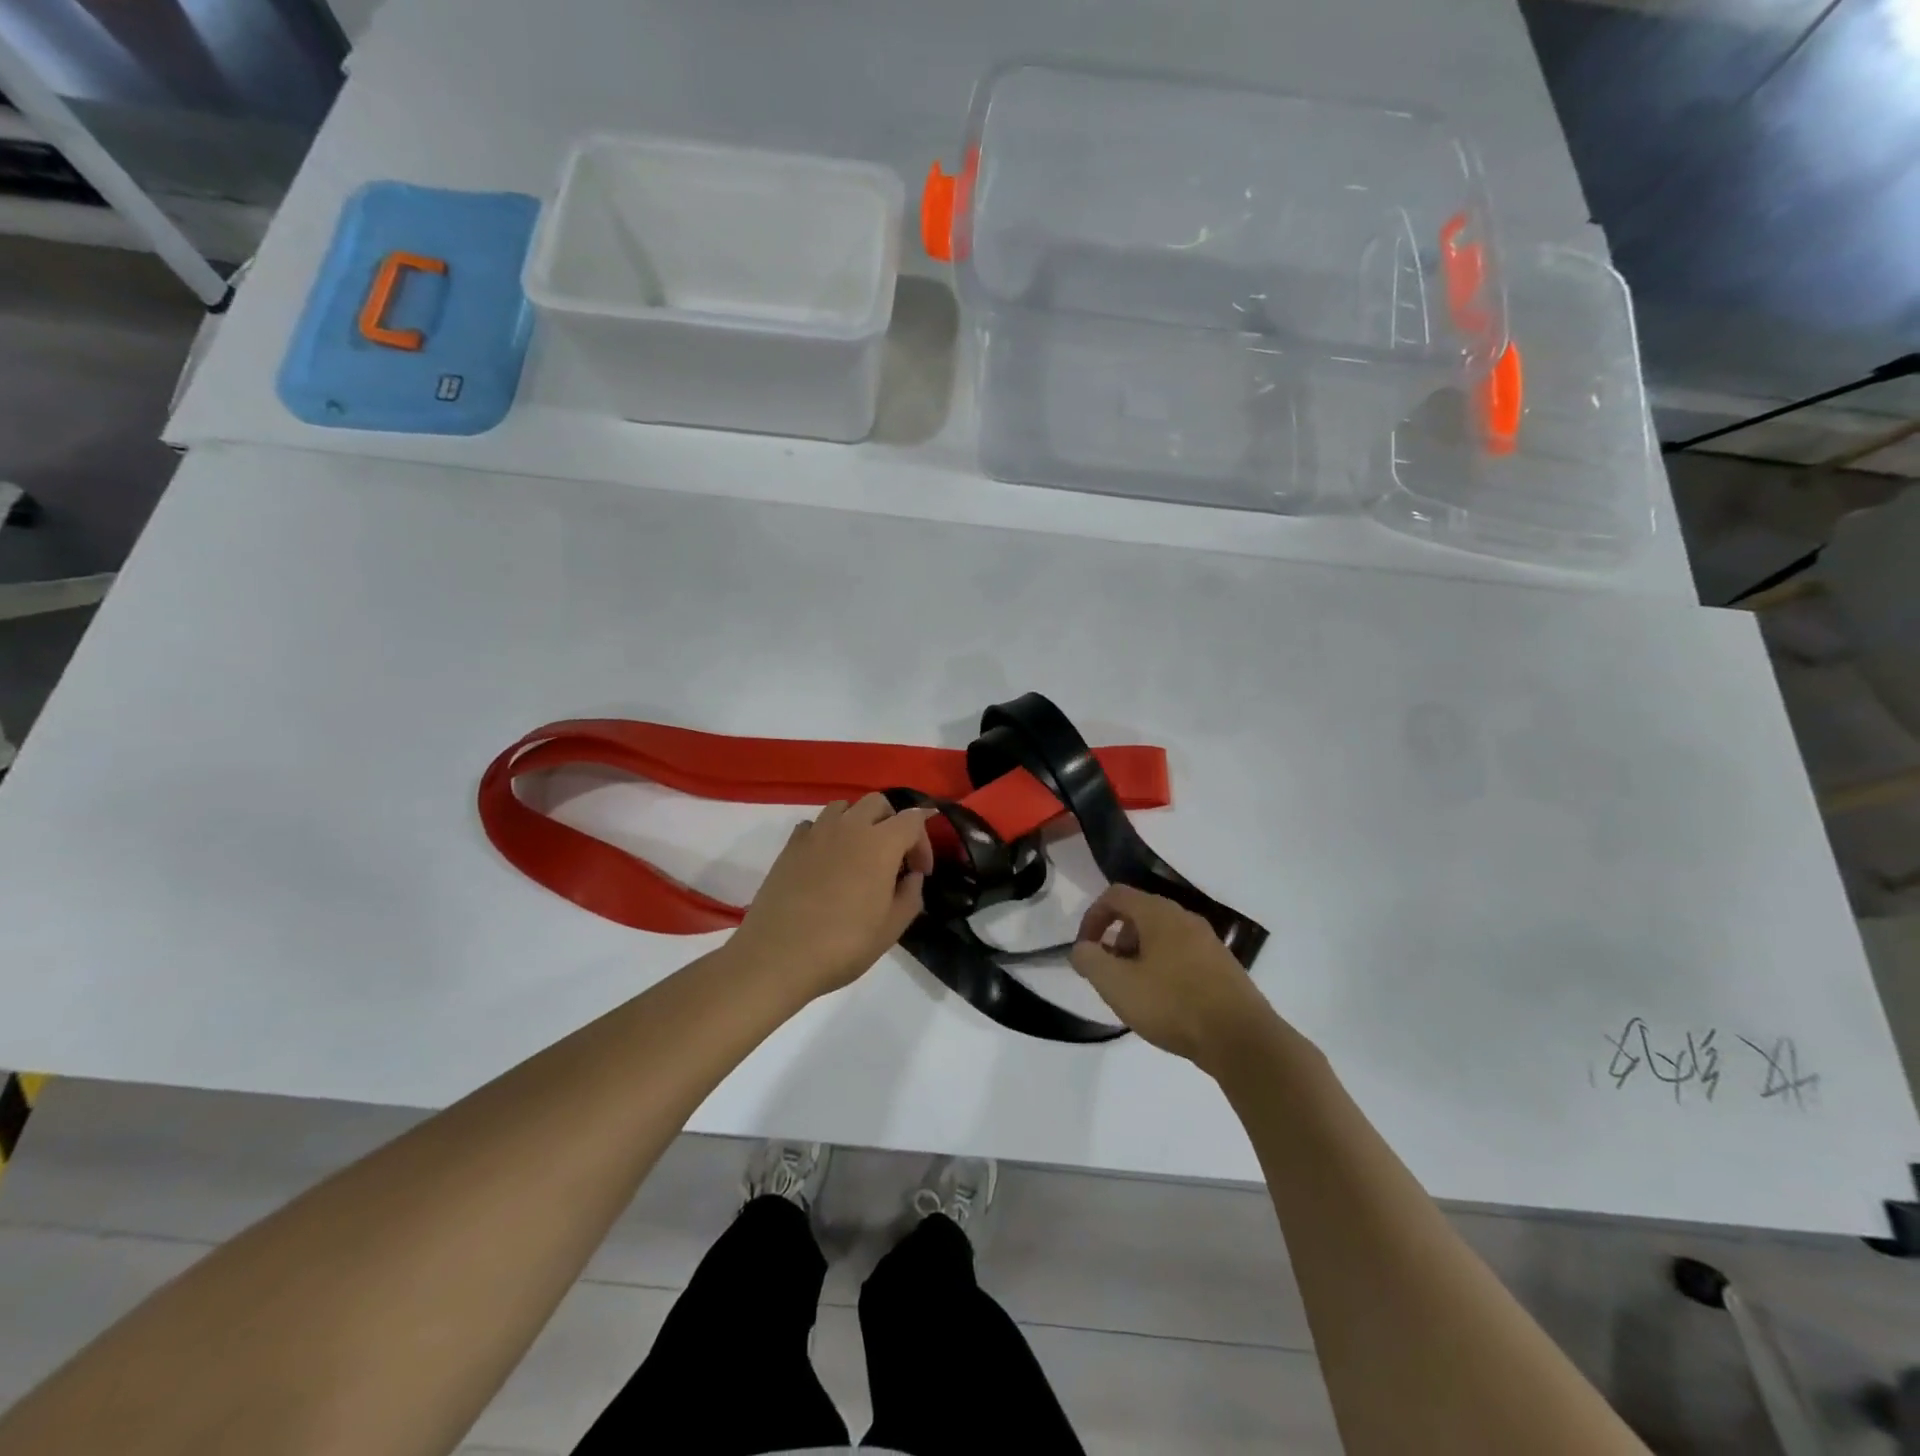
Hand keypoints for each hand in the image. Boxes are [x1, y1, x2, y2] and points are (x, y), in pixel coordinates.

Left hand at [730, 794, 935, 1001]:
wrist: (777, 956)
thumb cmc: (843, 944)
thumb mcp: (891, 928)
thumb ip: (910, 895)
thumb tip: (911, 876)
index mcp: (880, 843)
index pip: (912, 820)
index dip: (923, 843)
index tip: (920, 873)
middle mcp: (849, 827)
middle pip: (878, 803)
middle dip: (892, 823)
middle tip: (893, 858)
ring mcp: (816, 833)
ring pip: (844, 807)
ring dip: (858, 822)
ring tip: (859, 854)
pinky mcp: (790, 846)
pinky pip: (815, 824)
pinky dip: (827, 834)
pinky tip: (827, 862)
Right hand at [1071, 885, 1284, 1077]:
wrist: (1242, 1039)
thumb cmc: (1172, 1004)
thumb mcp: (1117, 985)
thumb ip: (1090, 960)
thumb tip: (1082, 949)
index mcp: (1159, 913)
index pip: (1115, 895)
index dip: (1092, 918)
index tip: (1085, 950)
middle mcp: (1185, 918)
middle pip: (1139, 914)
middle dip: (1116, 940)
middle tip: (1109, 974)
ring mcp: (1208, 942)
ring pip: (1162, 937)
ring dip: (1139, 956)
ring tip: (1135, 992)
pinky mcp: (1223, 966)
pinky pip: (1182, 955)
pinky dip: (1163, 968)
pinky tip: (1165, 1003)